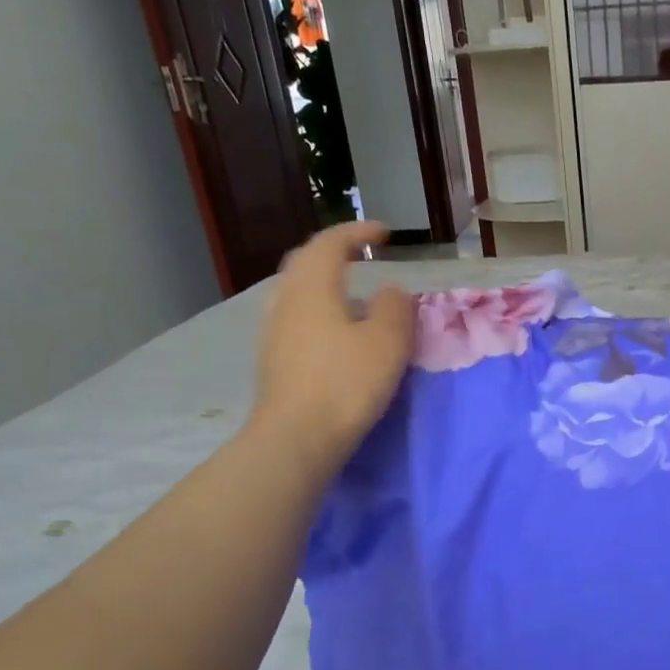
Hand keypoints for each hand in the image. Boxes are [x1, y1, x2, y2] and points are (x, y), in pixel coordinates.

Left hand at [251, 223, 413, 474]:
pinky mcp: (274, 360)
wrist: (297, 437)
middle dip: (334, 254)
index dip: (357, 232)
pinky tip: (338, 335)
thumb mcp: (387, 341)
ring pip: (299, 294)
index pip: (330, 244)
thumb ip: (394, 308)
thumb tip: (389, 291)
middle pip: (305, 264)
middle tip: (360, 256)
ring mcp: (274, 332)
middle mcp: (286, 301)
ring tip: (354, 298)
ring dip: (327, 286)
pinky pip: (298, 320)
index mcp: (312, 288)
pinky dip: (320, 313)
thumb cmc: (346, 383)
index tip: (384, 233)